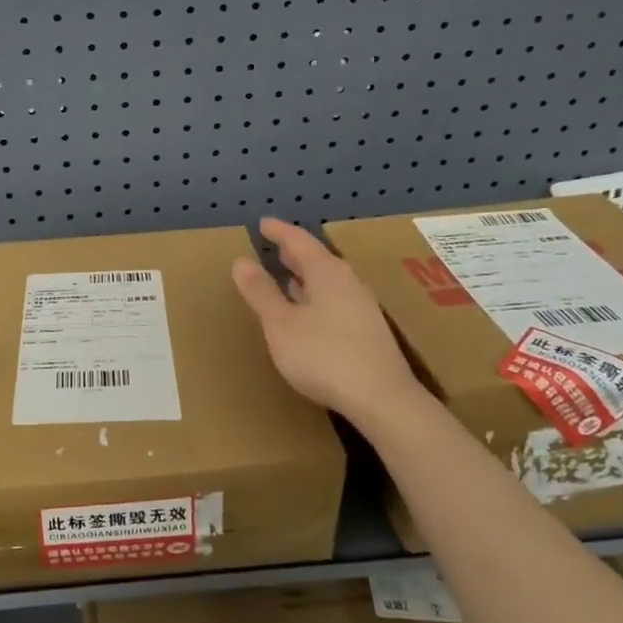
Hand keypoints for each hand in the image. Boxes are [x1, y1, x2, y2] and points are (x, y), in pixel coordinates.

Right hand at [232, 217, 425, 420]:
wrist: (382, 398)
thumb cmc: (324, 355)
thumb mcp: (281, 324)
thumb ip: (260, 292)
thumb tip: (241, 261)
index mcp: (326, 272)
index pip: (299, 240)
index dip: (278, 231)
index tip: (262, 223)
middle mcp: (348, 282)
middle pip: (317, 259)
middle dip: (293, 253)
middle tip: (273, 246)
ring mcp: (361, 306)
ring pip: (327, 280)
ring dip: (305, 276)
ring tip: (286, 276)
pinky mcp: (367, 329)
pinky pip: (334, 299)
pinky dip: (315, 296)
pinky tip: (308, 312)